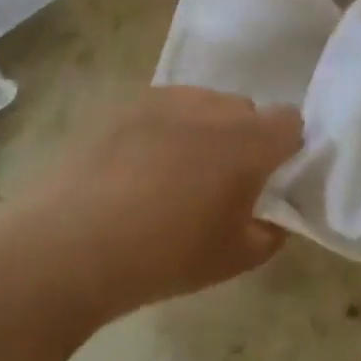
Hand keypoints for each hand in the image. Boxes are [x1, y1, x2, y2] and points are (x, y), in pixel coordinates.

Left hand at [12, 87, 301, 322]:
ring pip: (204, 104)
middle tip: (218, 182)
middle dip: (242, 138)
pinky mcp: (127, 103)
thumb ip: (270, 233)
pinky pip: (163, 108)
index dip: (285, 148)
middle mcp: (215, 107)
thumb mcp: (233, 260)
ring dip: (203, 129)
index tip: (267, 179)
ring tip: (172, 173)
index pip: (291, 122)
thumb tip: (273, 216)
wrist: (70, 245)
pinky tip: (136, 167)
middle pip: (246, 110)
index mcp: (250, 142)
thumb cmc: (163, 256)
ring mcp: (168, 99)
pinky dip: (163, 128)